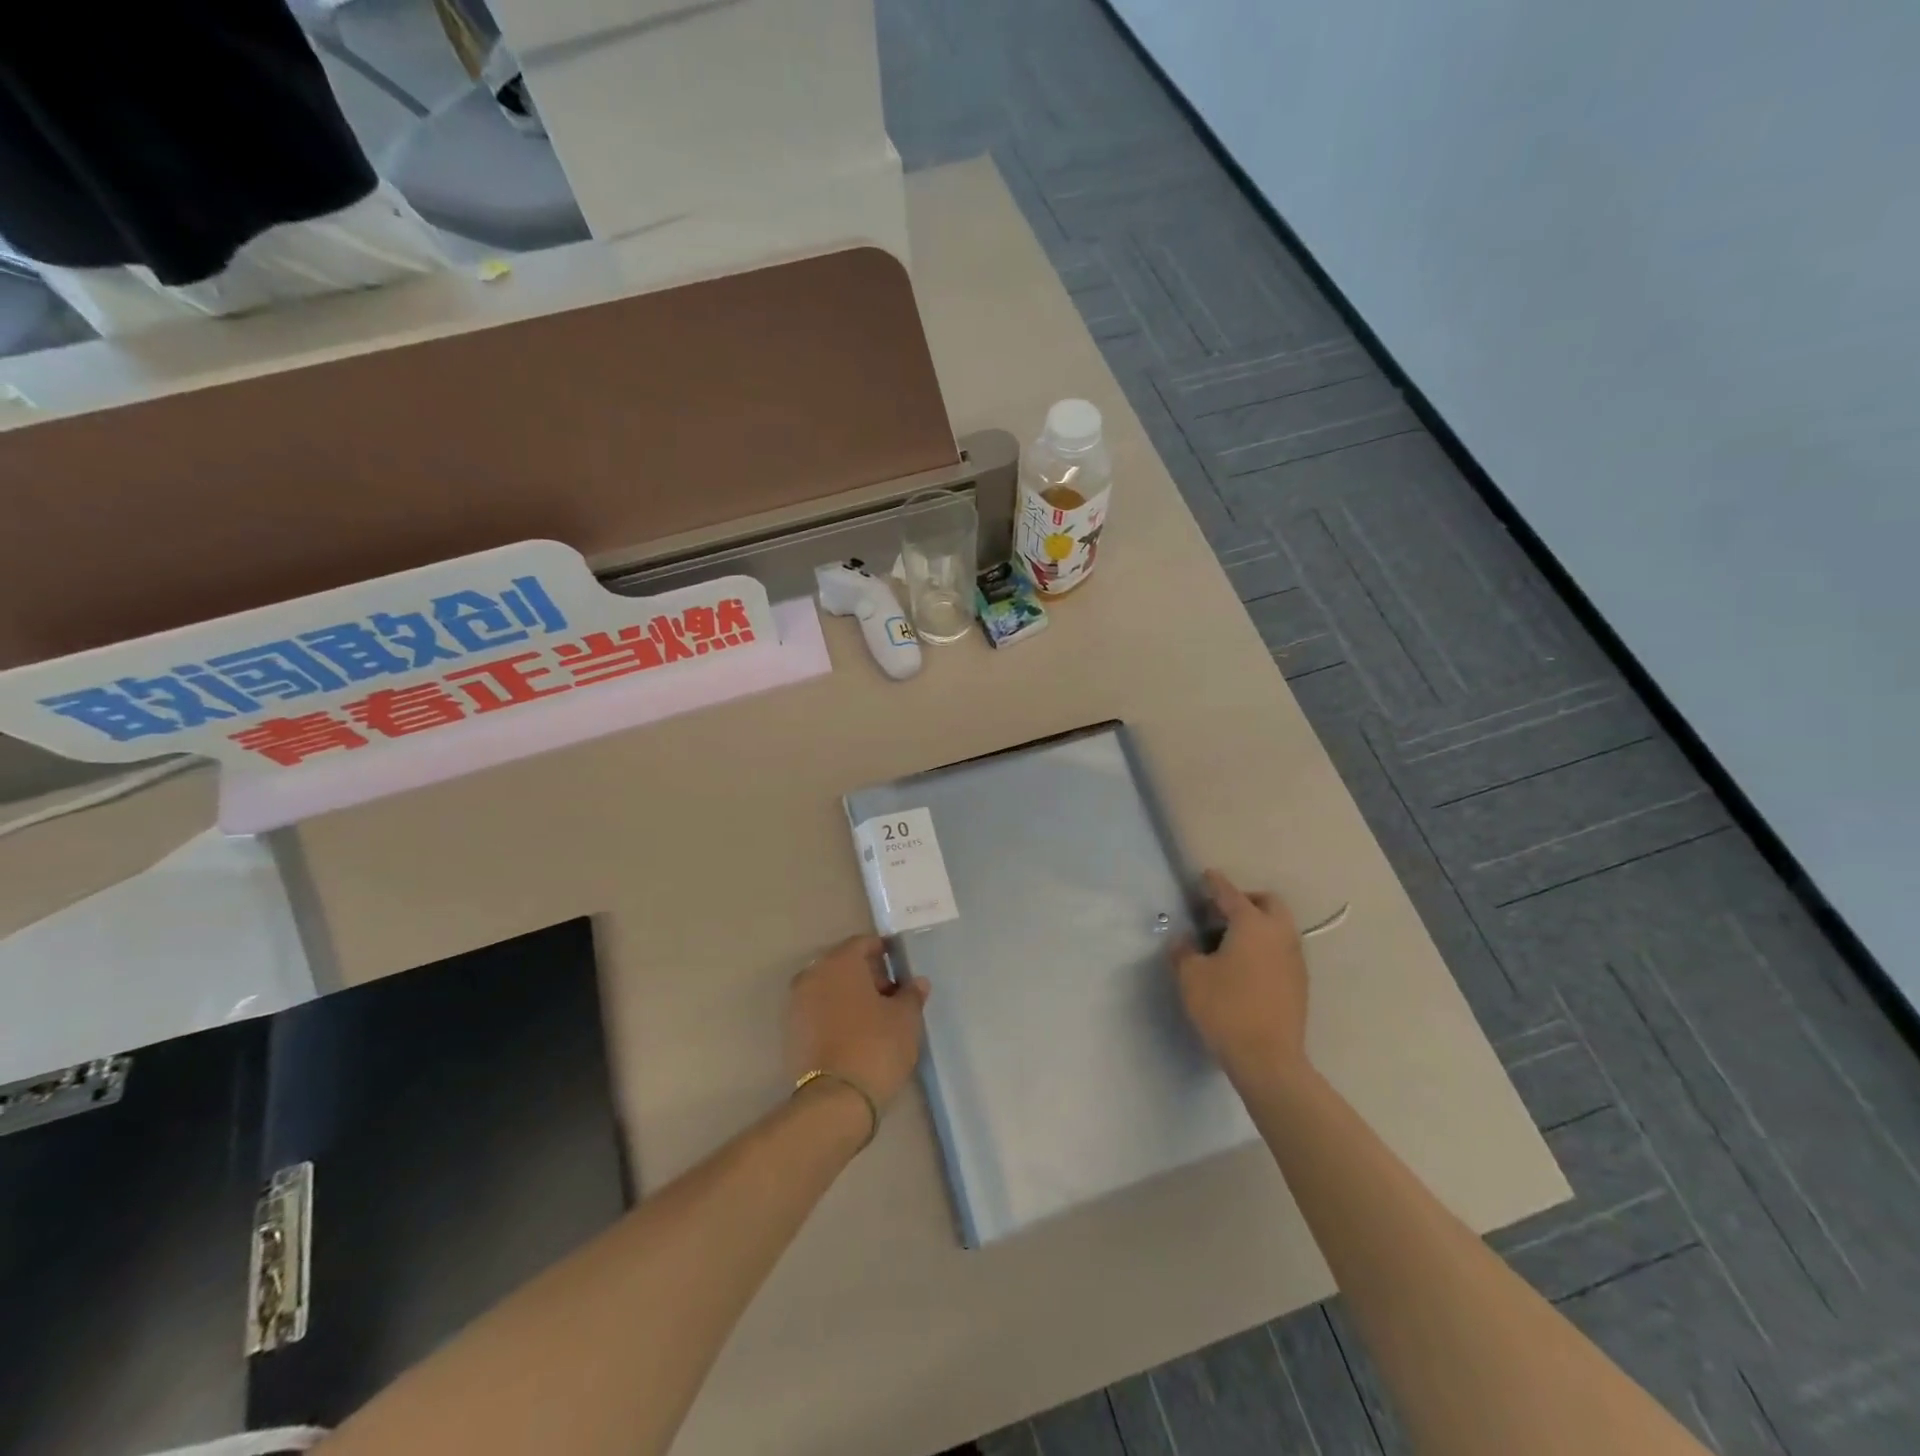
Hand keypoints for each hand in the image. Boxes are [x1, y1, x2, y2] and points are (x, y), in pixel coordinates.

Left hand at [786, 935, 929, 1108]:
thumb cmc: (876, 1046)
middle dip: (868, 975)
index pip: (863, 943)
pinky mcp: (792, 1032)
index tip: (901, 968)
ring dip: (851, 995)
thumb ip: (911, 994)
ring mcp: (797, 1004)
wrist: (835, 1101)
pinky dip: (836, 1014)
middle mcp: (812, 975)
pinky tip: (856, 1034)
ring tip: (876, 1018)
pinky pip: (819, 1010)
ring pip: (829, 988)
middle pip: (844, 964)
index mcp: (839, 962)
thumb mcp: (905, 1018)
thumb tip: (916, 982)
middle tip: (892, 995)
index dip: (884, 952)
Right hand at [1174, 870, 1310, 1085]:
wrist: (1268, 1060)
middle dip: (1245, 900)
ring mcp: (1295, 959)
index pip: (1231, 894)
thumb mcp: (1191, 977)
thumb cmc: (1226, 1008)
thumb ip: (1183, 951)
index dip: (1215, 883)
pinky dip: (1265, 946)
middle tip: (1220, 912)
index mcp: (1252, 924)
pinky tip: (1246, 965)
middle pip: (1267, 903)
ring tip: (1230, 940)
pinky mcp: (1300, 983)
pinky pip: (1282, 949)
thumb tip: (1183, 940)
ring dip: (1258, 924)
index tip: (1206, 876)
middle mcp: (1279, 934)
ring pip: (1279, 926)